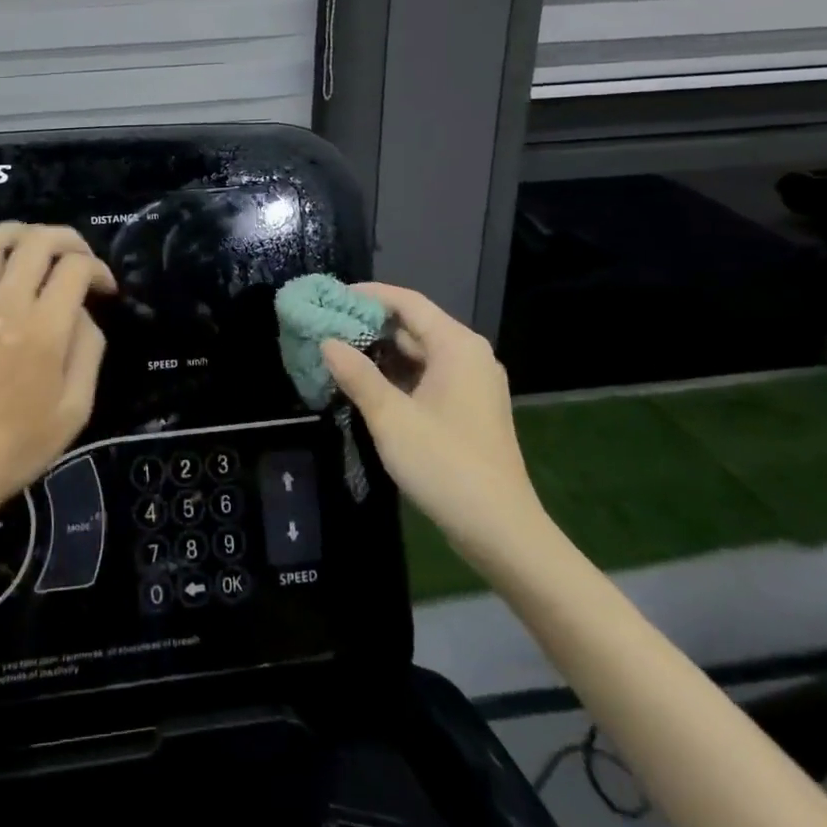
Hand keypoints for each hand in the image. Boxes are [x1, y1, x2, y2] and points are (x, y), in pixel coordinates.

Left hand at [0, 223, 114, 525]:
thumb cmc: (18, 446)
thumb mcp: (76, 408)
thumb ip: (88, 349)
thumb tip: (81, 312)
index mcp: (44, 328)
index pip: (76, 267)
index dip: (98, 269)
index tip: (104, 288)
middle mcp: (6, 302)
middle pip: (39, 240)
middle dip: (68, 240)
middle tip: (79, 259)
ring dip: (23, 234)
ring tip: (37, 249)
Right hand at [321, 283, 551, 576]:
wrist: (500, 531)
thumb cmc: (445, 465)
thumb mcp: (391, 418)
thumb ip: (357, 375)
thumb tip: (327, 342)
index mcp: (456, 346)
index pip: (407, 302)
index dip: (367, 295)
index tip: (331, 297)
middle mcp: (468, 355)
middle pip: (413, 325)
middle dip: (369, 324)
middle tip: (326, 326)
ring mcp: (471, 383)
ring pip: (418, 353)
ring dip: (380, 352)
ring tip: (337, 352)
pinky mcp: (468, 408)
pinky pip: (427, 376)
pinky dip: (396, 375)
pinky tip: (365, 384)